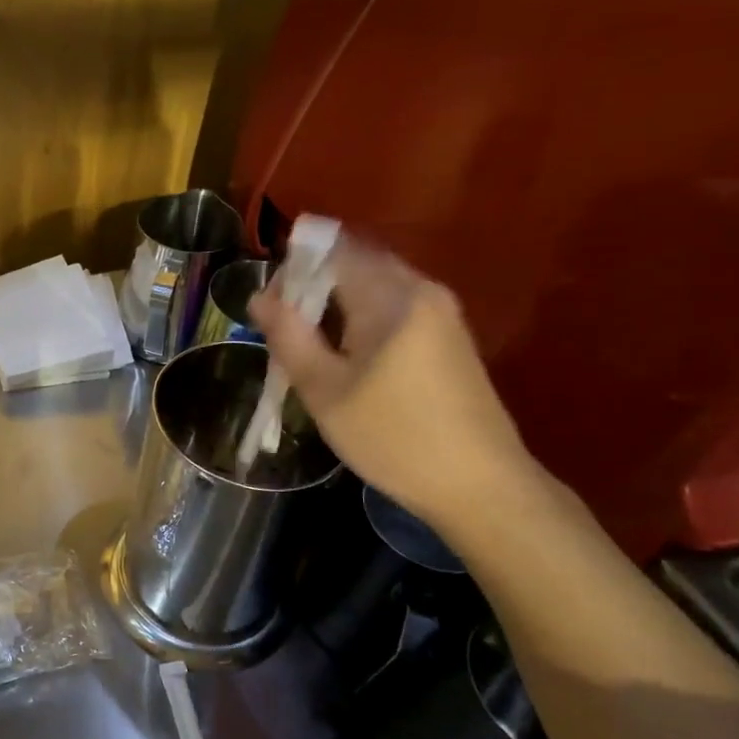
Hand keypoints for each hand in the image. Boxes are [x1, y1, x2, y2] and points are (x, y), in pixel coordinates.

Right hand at [248, 233, 534, 531]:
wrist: (479, 485)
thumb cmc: (392, 437)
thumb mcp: (324, 390)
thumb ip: (289, 336)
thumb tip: (259, 297)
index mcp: (392, 297)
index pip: (333, 252)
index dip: (293, 270)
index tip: (268, 308)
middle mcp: (422, 291)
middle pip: (355, 266)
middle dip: (312, 290)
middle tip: (282, 330)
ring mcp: (441, 315)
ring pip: (374, 290)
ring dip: (335, 308)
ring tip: (307, 349)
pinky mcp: (449, 339)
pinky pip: (394, 311)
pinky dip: (361, 322)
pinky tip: (345, 361)